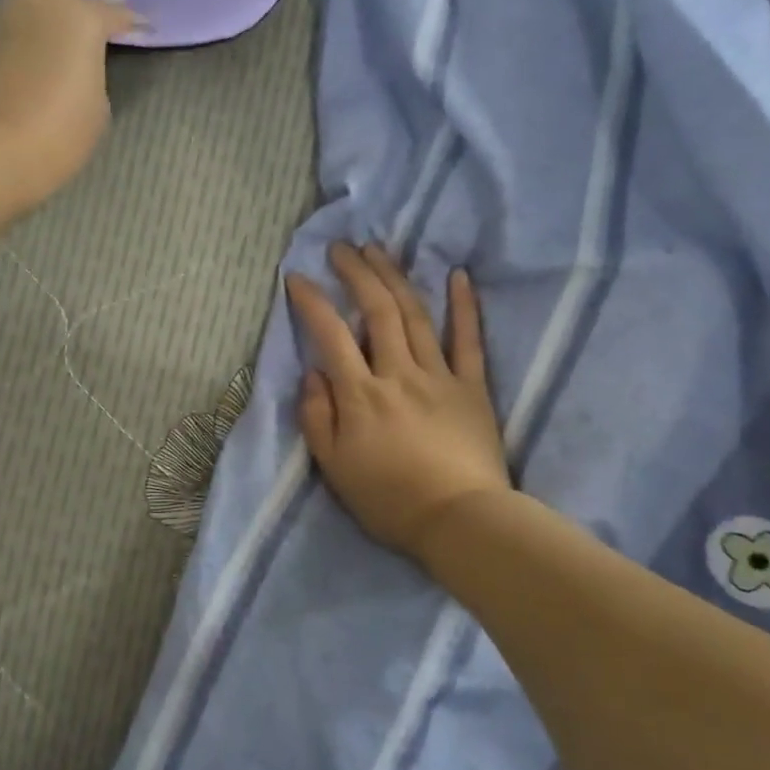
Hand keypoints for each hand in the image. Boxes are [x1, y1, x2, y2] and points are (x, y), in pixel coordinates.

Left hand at [0, 0, 138, 211]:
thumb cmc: (58, 133)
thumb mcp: (97, 107)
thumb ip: (94, 73)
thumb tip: (78, 65)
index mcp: (82, 17)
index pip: (116, 13)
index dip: (134, 22)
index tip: (145, 27)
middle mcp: (41, 2)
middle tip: (106, 4)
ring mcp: (2, 14)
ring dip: (53, 7)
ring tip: (64, 21)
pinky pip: (9, 23)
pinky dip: (24, 29)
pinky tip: (29, 44)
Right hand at [287, 244, 510, 561]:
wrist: (459, 522)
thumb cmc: (389, 499)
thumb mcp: (334, 467)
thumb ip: (317, 417)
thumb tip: (312, 373)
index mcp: (361, 394)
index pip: (331, 335)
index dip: (312, 301)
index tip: (297, 277)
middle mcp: (398, 373)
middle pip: (377, 311)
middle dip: (356, 273)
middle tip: (341, 247)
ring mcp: (439, 376)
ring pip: (415, 316)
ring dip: (395, 277)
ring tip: (379, 250)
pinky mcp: (472, 387)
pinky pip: (469, 340)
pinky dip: (464, 306)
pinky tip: (458, 275)